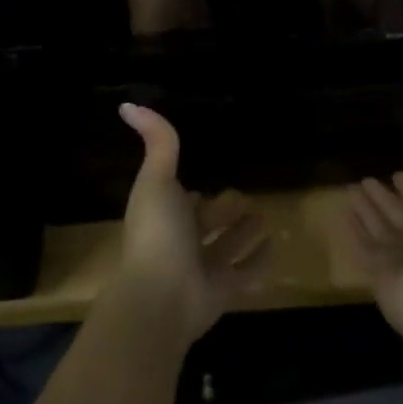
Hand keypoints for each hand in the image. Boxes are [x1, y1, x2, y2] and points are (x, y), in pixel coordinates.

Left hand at [113, 103, 268, 342]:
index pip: (181, 200)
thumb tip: (127, 104)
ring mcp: (203, 268)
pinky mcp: (223, 291)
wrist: (160, 299)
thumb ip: (157, 143)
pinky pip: (246, 273)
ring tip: (265, 216)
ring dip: (243, 234)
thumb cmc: (158, 234)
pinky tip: (275, 246)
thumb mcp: (157, 180)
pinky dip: (259, 261)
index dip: (190, 191)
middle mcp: (183, 241)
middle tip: (244, 195)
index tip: (206, 176)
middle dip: (221, 210)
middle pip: (206, 223)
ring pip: (226, 247)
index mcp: (165, 215)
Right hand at [340, 88, 402, 346]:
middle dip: (386, 197)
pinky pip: (363, 250)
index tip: (397, 169)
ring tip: (349, 192)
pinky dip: (352, 235)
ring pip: (381, 230)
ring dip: (367, 213)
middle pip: (401, 213)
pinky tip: (339, 219)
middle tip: (364, 179)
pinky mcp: (381, 278)